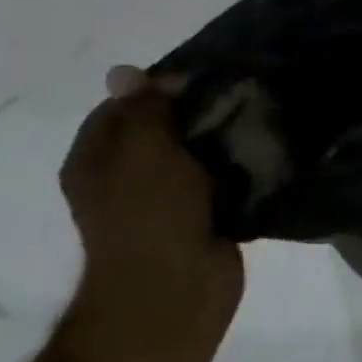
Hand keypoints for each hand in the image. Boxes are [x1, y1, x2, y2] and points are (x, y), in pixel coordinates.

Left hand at [60, 65, 244, 328]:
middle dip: (196, 113)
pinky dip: (239, 170)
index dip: (157, 88)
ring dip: (222, 141)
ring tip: (257, 116)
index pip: (122, 107)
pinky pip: (221, 183)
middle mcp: (126, 179)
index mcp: (96, 160)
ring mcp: (165, 202)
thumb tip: (123, 70)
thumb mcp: (142, 148)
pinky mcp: (202, 219)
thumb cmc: (150, 213)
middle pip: (162, 130)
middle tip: (237, 92)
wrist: (176, 291)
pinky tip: (265, 150)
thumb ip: (142, 108)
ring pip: (196, 157)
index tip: (199, 77)